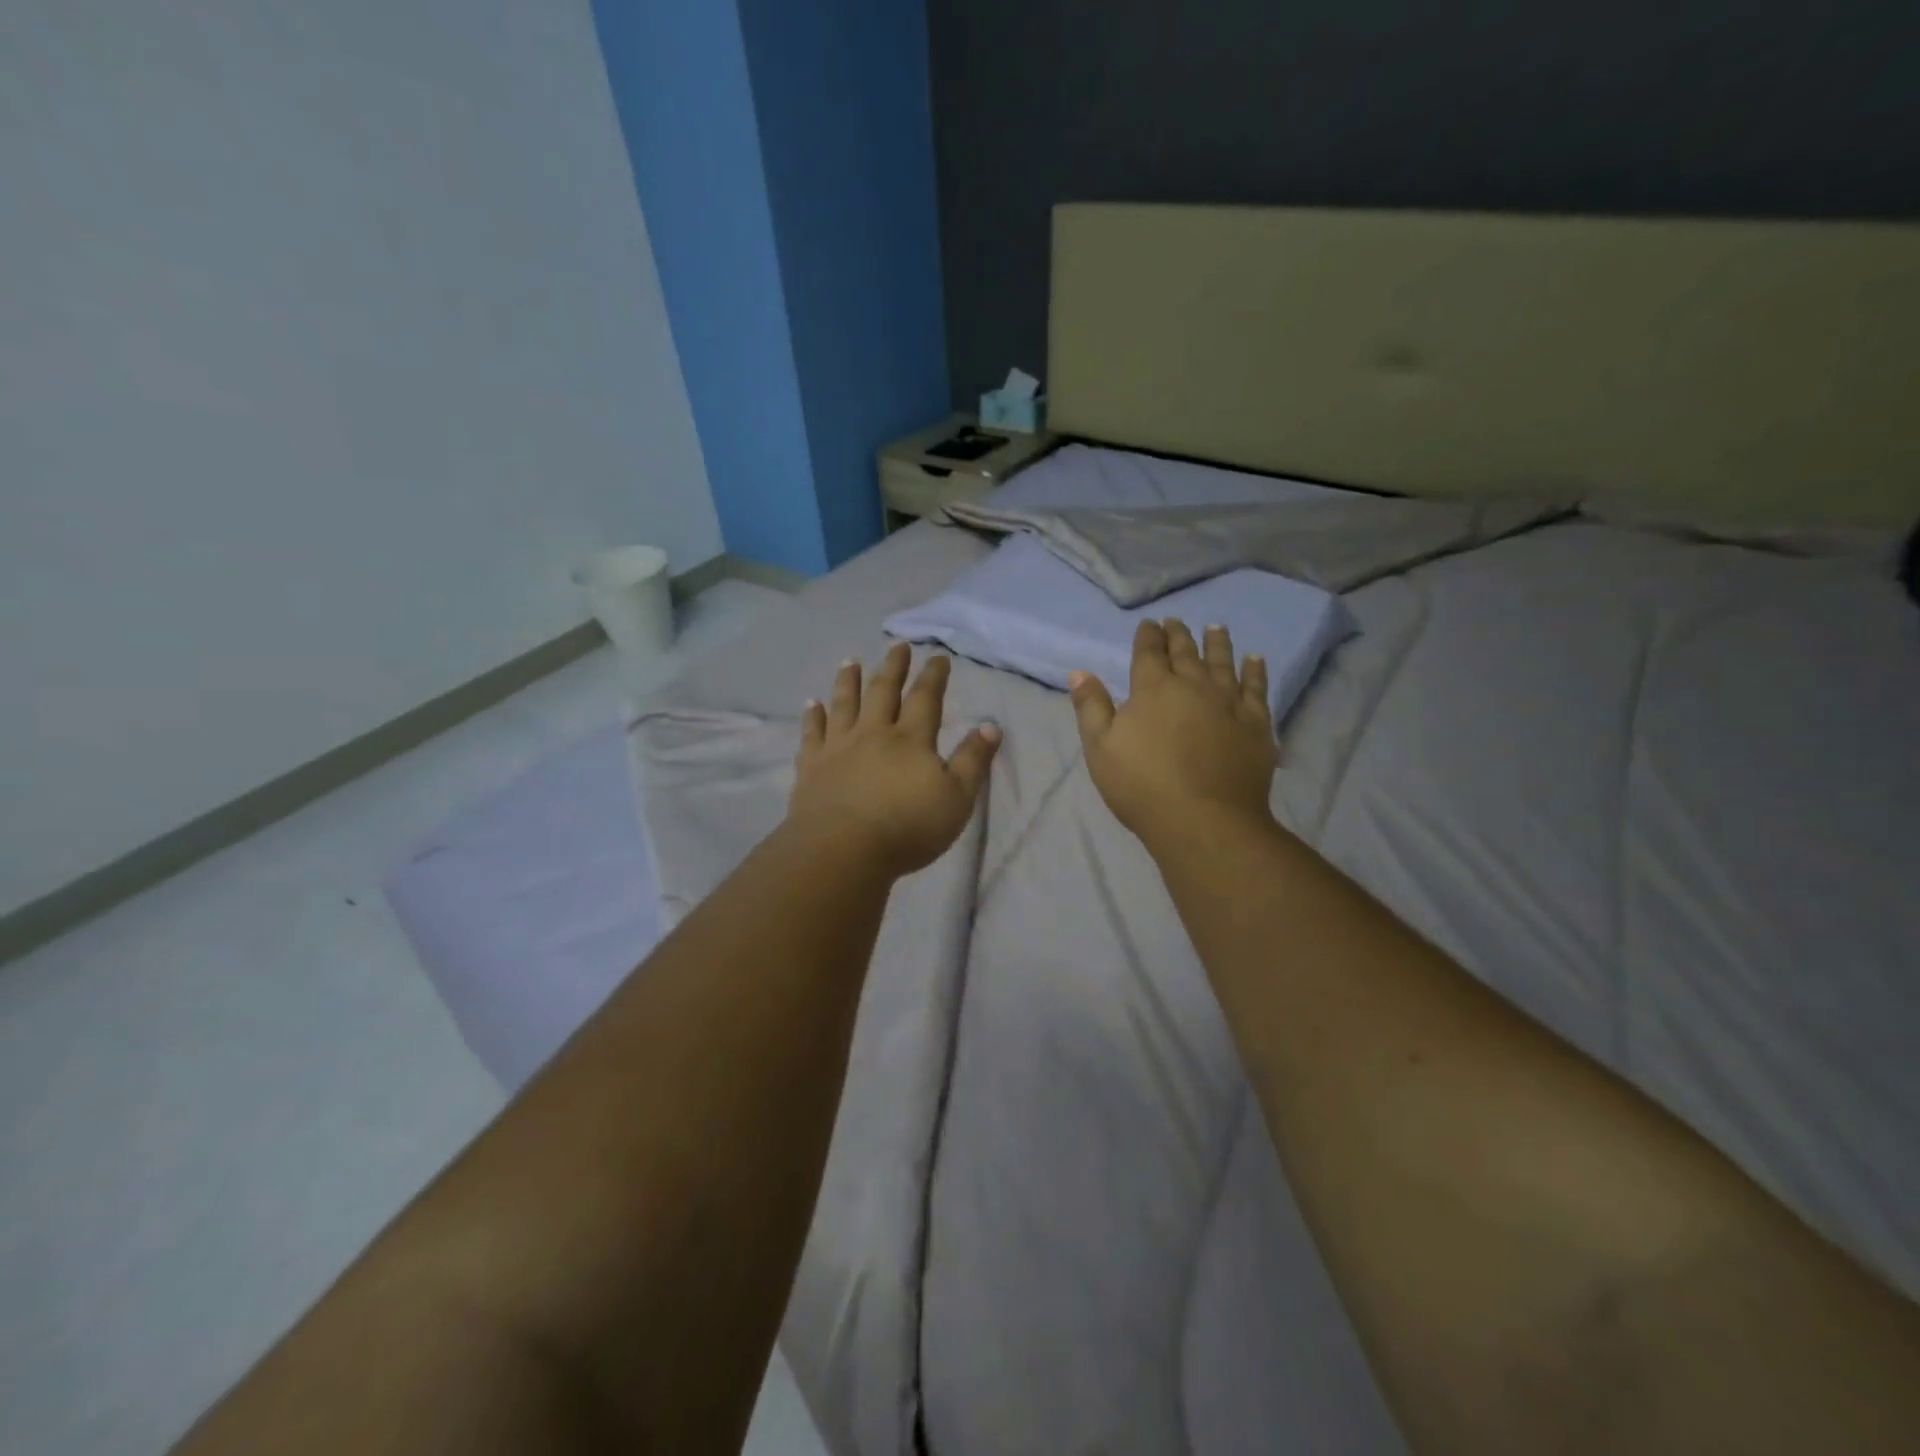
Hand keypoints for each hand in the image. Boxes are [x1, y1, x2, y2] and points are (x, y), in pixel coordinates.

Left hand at [789, 643, 1000, 876]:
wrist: (843, 849)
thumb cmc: (908, 827)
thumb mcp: (957, 798)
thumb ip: (973, 760)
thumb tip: (991, 725)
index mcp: (911, 739)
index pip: (925, 698)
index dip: (933, 676)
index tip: (938, 657)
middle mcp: (873, 733)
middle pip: (883, 691)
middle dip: (893, 667)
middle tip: (897, 646)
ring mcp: (838, 747)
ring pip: (844, 704)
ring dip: (848, 680)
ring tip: (850, 661)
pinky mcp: (811, 766)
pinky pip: (811, 733)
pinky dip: (812, 716)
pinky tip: (811, 704)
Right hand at [1070, 620, 1277, 851]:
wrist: (1204, 820)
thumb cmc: (1142, 785)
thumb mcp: (1100, 748)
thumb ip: (1091, 707)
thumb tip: (1080, 672)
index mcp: (1153, 688)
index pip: (1149, 652)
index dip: (1148, 636)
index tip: (1149, 624)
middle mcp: (1193, 685)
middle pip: (1186, 652)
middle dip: (1179, 635)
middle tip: (1176, 621)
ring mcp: (1228, 702)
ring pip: (1223, 663)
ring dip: (1217, 643)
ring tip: (1216, 628)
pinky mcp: (1256, 723)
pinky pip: (1257, 688)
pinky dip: (1256, 671)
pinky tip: (1256, 660)